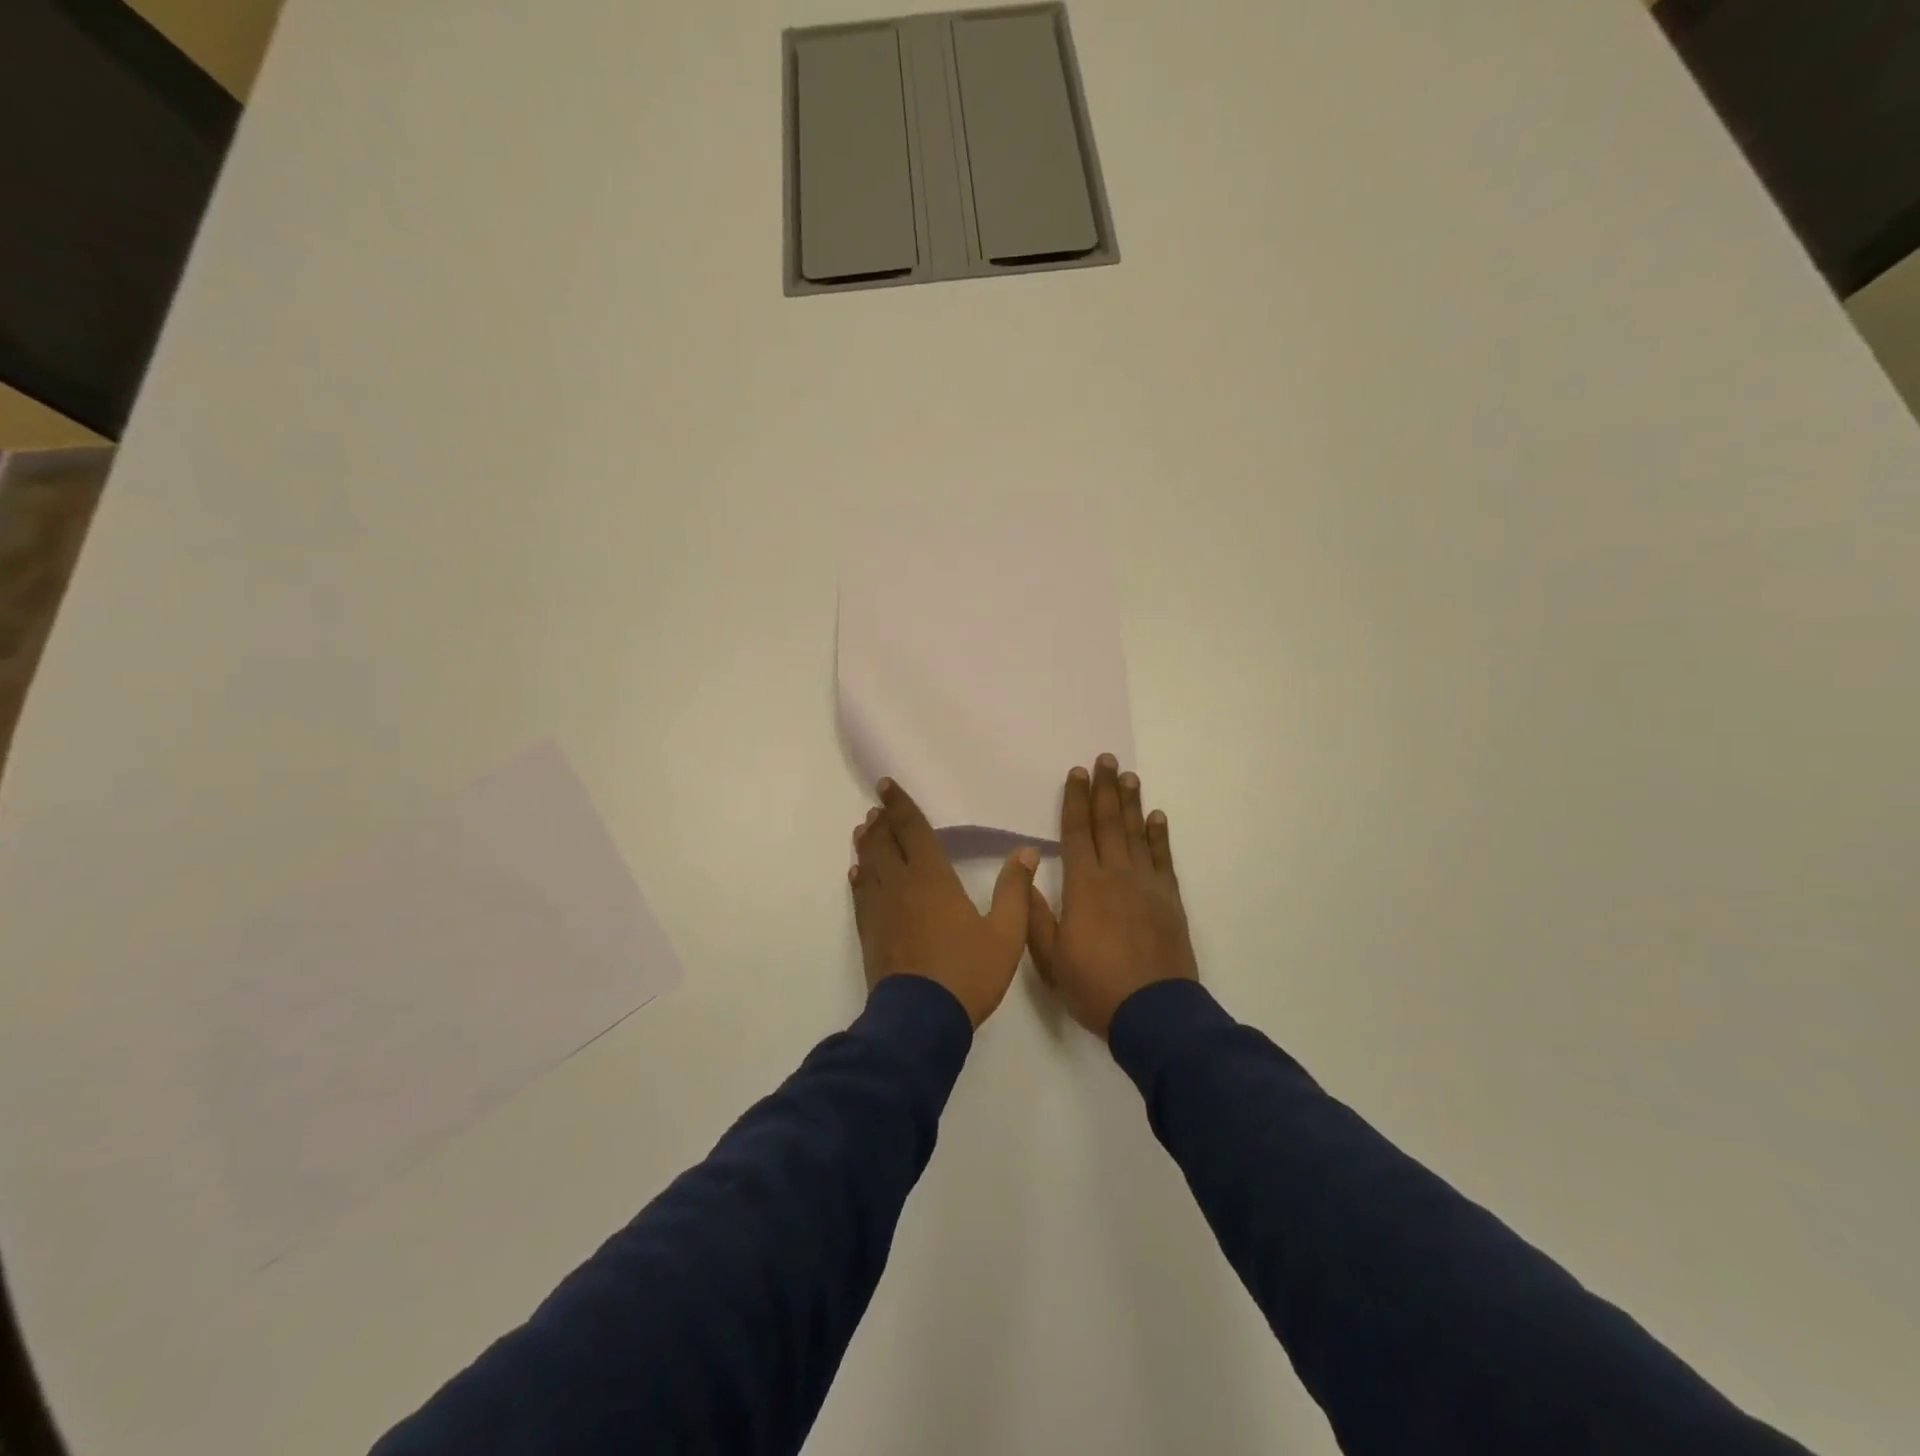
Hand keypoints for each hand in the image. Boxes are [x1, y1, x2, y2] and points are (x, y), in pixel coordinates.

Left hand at [850, 778, 1039, 1027]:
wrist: (920, 1019)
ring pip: (869, 865)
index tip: (886, 785)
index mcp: (933, 878)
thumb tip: (1026, 853)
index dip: (900, 805)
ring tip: (864, 829)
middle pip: (885, 843)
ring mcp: (881, 909)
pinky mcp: (870, 933)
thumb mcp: (1006, 934)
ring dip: (867, 844)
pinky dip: (860, 878)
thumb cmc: (967, 973)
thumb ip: (1016, 891)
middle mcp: (901, 885)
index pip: (913, 830)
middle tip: (878, 806)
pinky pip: (861, 895)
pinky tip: (858, 874)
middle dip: (882, 820)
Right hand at [1028, 754, 1198, 1037]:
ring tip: (1128, 776)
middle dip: (1104, 789)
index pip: (1077, 833)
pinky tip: (1157, 817)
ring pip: (1136, 834)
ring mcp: (1147, 885)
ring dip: (1131, 803)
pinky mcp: (1170, 899)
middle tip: (1105, 759)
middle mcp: (1116, 875)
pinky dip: (1159, 836)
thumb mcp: (1050, 958)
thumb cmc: (1095, 986)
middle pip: (1108, 823)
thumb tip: (1026, 874)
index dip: (1075, 801)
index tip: (1076, 773)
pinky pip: (1163, 859)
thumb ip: (1035, 915)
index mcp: (1084, 886)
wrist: (1154, 1013)